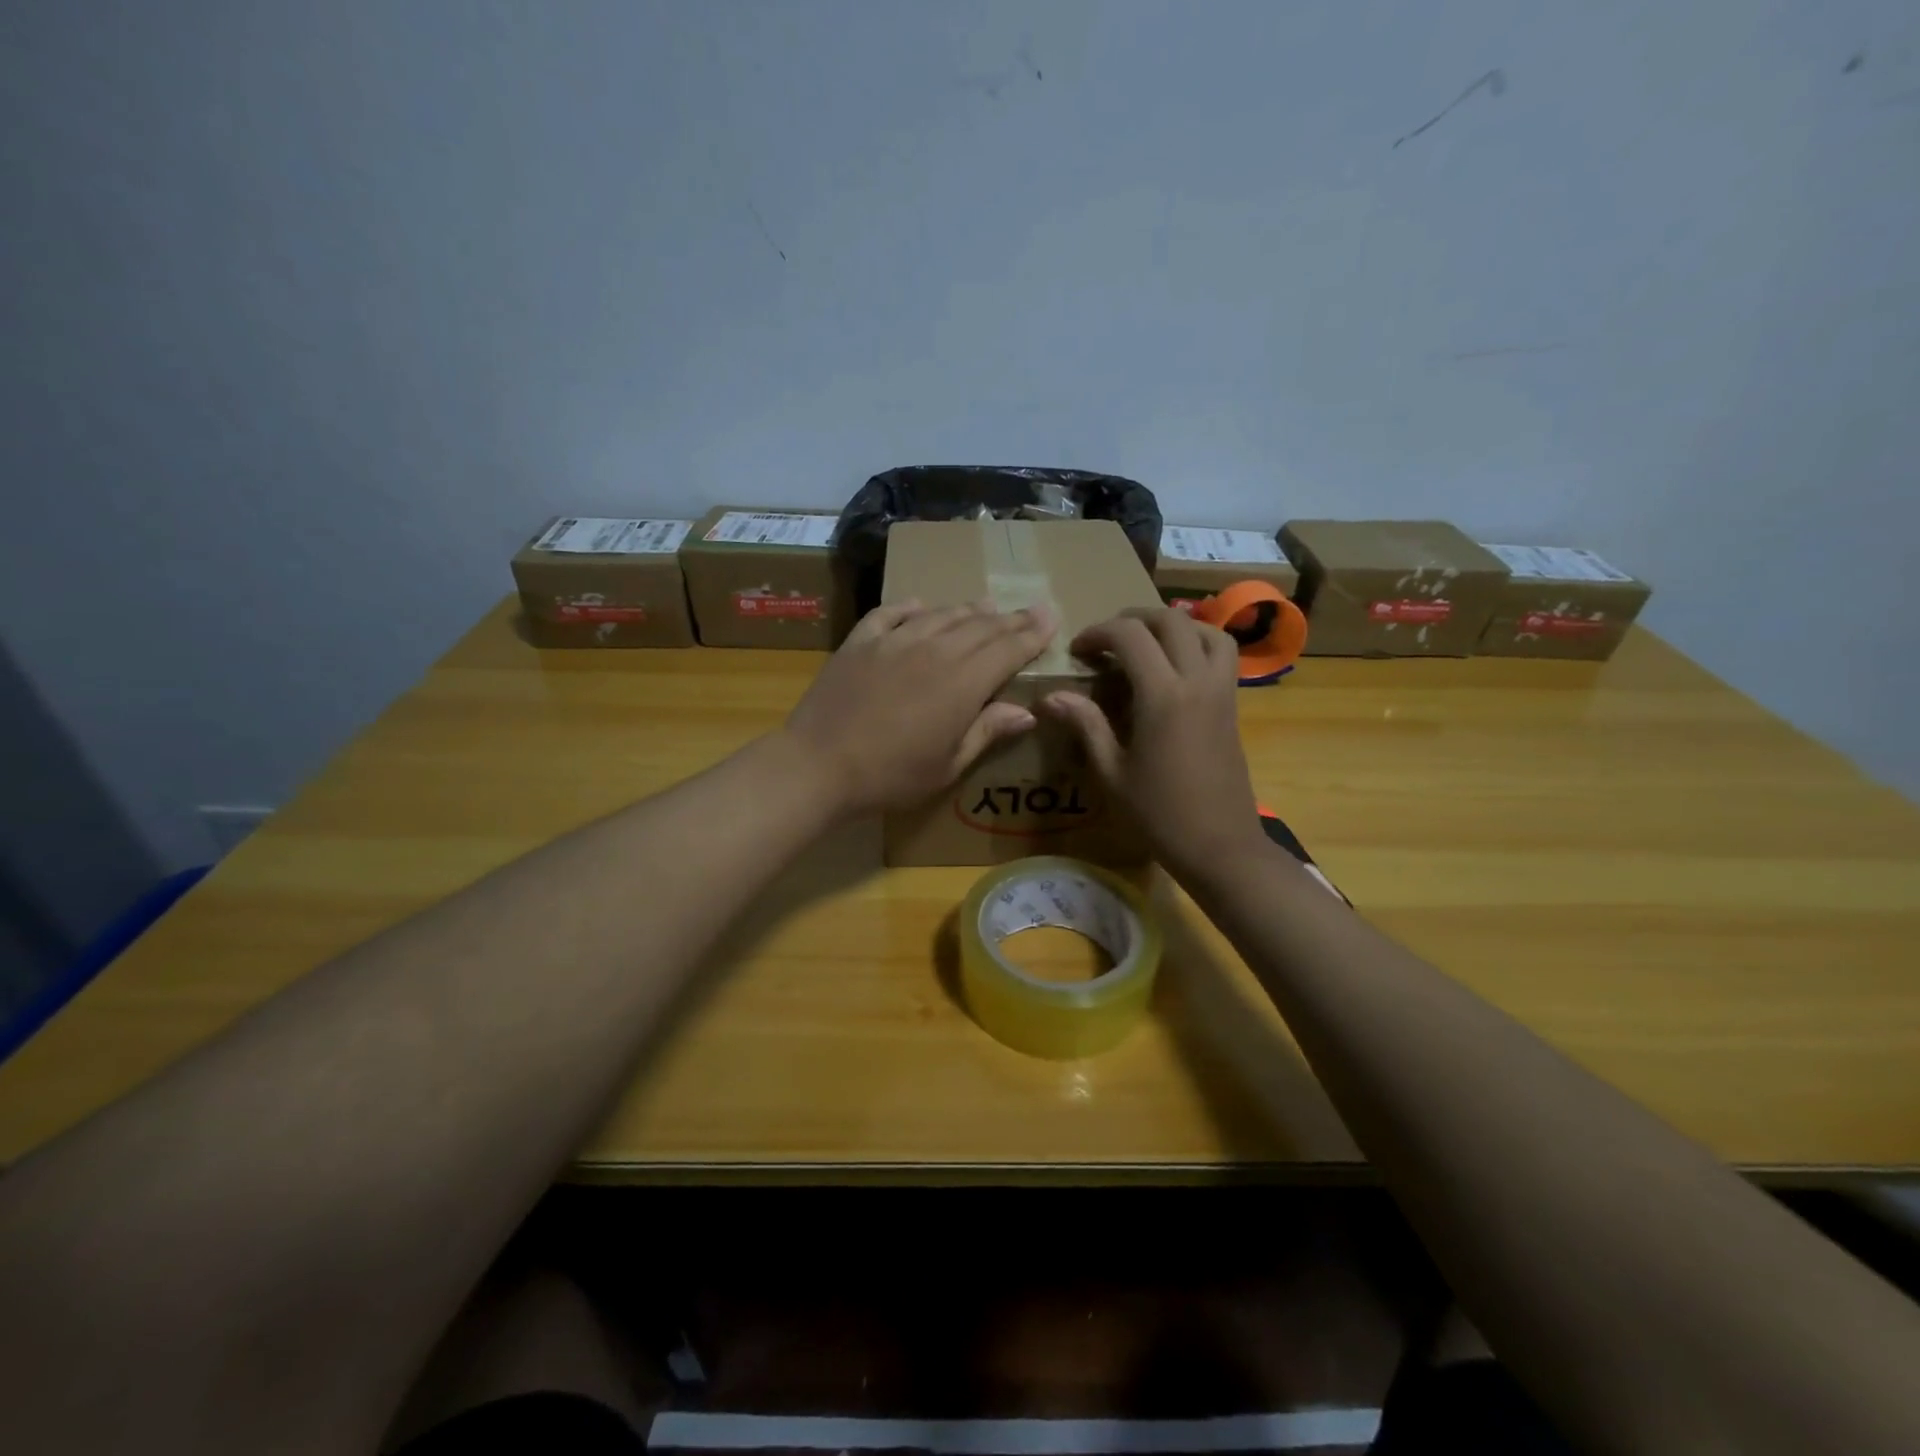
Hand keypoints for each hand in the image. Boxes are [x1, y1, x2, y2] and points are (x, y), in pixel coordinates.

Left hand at [783, 600, 1055, 817]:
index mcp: (963, 683)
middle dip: (1009, 619)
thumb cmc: (891, 776)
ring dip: (967, 610)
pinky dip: (912, 607)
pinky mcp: (861, 640)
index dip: (1032, 633)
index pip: (1008, 649)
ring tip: (985, 606)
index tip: (1051, 617)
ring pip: (941, 615)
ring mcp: (895, 640)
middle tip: (1029, 610)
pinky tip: (921, 606)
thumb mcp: (947, 766)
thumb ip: (986, 732)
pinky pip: (893, 613)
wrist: (819, 764)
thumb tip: (1025, 712)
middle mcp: (935, 651)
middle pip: (980, 627)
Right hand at [1040, 607, 1264, 876]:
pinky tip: (1174, 667)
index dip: (1098, 633)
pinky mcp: (1233, 704)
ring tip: (1145, 644)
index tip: (1077, 651)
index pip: (1130, 636)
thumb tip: (1051, 697)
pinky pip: (1222, 653)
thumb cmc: (1159, 815)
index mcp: (1163, 696)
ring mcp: (1222, 690)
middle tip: (1106, 641)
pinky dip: (1198, 642)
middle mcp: (1197, 681)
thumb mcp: (1112, 773)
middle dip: (1132, 619)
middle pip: (1170, 620)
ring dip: (1172, 625)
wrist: (1220, 846)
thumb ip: (1086, 725)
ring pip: (1205, 629)